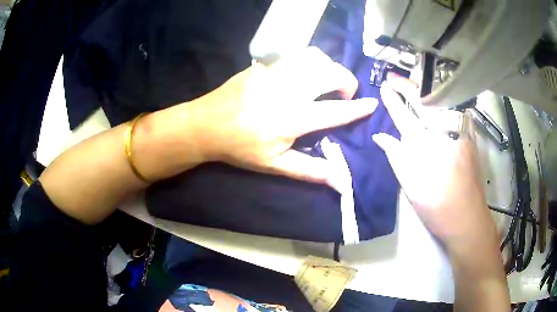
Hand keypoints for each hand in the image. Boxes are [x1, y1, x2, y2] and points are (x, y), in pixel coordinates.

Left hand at [188, 47, 377, 183]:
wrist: (206, 124)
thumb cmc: (240, 148)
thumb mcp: (275, 164)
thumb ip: (311, 170)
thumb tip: (342, 182)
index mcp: (291, 119)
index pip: (336, 111)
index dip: (358, 108)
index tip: (372, 104)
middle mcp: (287, 90)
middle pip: (331, 74)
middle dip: (347, 82)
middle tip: (344, 95)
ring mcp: (275, 72)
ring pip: (316, 57)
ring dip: (329, 68)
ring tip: (326, 83)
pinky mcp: (265, 64)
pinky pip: (297, 55)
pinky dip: (311, 62)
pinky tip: (306, 74)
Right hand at [373, 76, 497, 249]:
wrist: (467, 219)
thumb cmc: (436, 207)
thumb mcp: (410, 186)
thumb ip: (396, 157)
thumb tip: (380, 137)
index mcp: (425, 146)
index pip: (404, 116)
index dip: (392, 101)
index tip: (383, 87)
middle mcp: (444, 133)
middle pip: (424, 102)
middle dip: (408, 87)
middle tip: (394, 77)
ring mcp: (460, 133)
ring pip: (442, 102)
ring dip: (426, 90)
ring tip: (414, 84)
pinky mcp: (470, 137)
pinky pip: (457, 110)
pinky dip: (446, 101)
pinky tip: (441, 98)